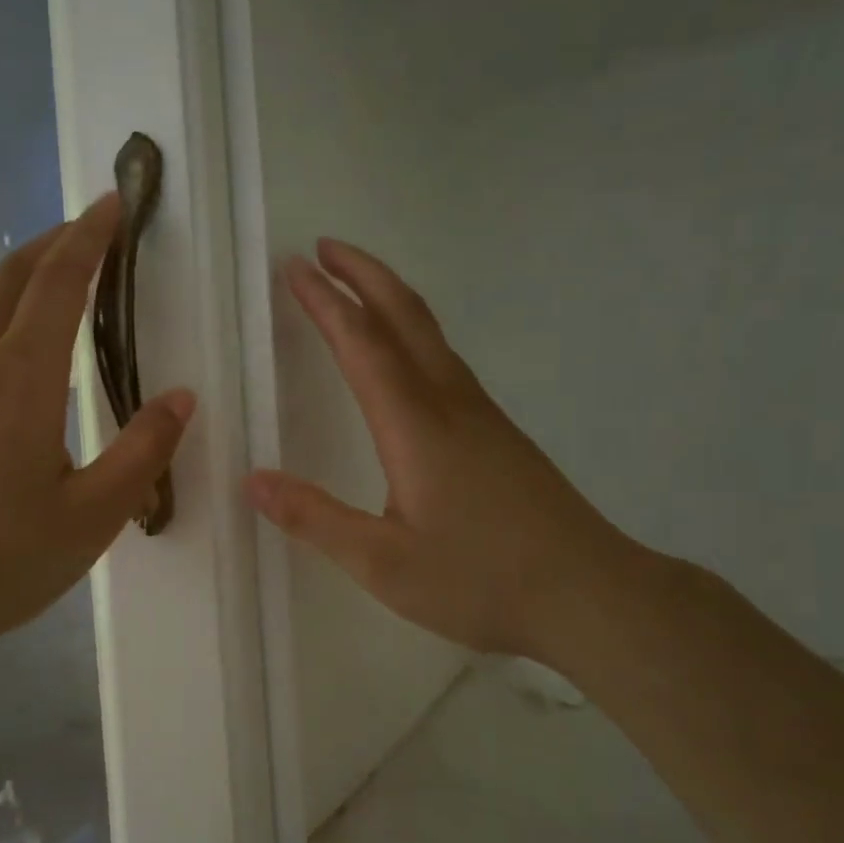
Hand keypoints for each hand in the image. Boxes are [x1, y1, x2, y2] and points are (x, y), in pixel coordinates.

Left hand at [0, 193, 194, 679]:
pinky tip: (21, 383)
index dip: (89, 235)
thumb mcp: (92, 516)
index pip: (60, 281)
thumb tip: (180, 398)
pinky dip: (4, 338)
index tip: (113, 202)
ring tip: (66, 304)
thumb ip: (142, 452)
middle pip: (12, 279)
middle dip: (53, 243)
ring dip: (27, 292)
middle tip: (91, 232)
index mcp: (22, 380)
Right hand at [245, 238, 642, 665]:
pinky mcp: (499, 433)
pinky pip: (446, 360)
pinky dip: (413, 332)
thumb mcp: (383, 563)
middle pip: (405, 315)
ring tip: (355, 287)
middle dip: (362, 274)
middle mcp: (450, 403)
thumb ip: (315, 519)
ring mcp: (482, 415)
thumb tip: (253, 481)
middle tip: (323, 249)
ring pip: (431, 333)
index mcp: (414, 425)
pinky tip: (406, 357)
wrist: (589, 593)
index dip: (324, 302)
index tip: (293, 268)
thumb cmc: (480, 580)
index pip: (361, 344)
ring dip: (389, 298)